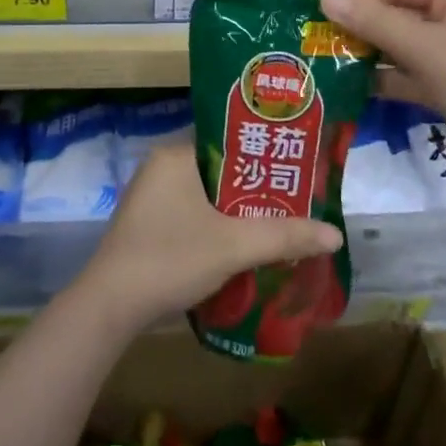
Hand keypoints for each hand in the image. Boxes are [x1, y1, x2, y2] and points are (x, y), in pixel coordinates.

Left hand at [72, 146, 341, 334]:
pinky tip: (243, 243)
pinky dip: (218, 224)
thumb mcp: (233, 245)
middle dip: (257, 185)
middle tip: (296, 197)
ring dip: (239, 209)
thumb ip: (285, 236)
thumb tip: (336, 235)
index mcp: (176, 154)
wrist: (110, 307)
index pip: (230, 138)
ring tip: (279, 219)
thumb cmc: (170, 258)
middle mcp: (161, 166)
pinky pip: (193, 212)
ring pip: (208, 194)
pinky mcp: (148, 223)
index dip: (266, 151)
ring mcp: (152, 196)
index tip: (297, 165)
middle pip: (222, 168)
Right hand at [321, 0, 445, 171]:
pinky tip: (351, 88)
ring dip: (368, 54)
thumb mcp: (428, 49)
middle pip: (399, 12)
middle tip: (319, 40)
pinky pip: (409, 76)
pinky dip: (384, 80)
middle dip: (361, 26)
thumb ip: (375, 23)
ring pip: (402, 46)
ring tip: (327, 63)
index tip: (323, 13)